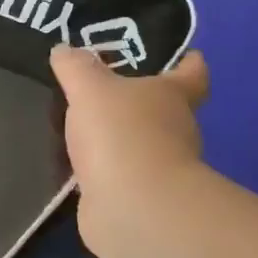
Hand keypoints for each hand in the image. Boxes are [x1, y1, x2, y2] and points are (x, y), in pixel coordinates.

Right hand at [51, 45, 209, 257]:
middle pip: (163, 109)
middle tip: (103, 87)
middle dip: (139, 100)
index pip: (192, 74)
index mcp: (174, 96)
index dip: (187, 63)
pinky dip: (103, 168)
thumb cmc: (122, 134)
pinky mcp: (138, 198)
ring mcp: (160, 168)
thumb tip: (64, 49)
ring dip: (118, 136)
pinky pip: (118, 174)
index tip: (181, 56)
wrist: (132, 208)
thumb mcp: (90, 88)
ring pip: (139, 143)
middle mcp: (176, 130)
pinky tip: (75, 162)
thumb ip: (76, 67)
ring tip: (80, 124)